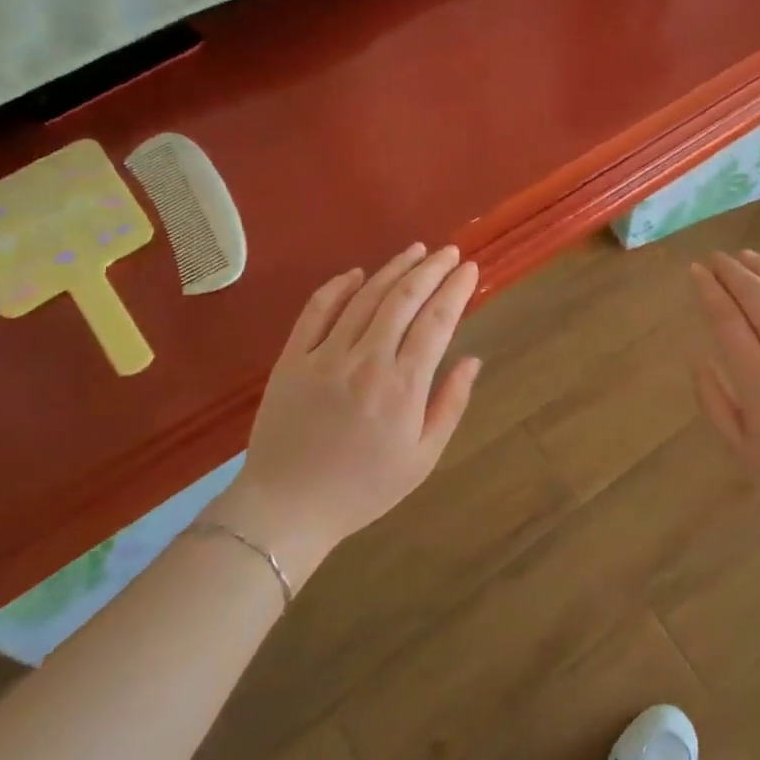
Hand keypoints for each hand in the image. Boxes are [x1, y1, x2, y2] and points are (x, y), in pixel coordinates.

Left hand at [206, 243, 481, 586]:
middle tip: (449, 252)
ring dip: (393, 268)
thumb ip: (450, 404)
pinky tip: (356, 273)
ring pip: (365, 297)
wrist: (287, 509)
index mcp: (403, 386)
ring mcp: (325, 356)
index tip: (470, 269)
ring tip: (415, 250)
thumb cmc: (363, 488)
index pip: (437, 321)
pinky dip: (338, 287)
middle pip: (404, 298)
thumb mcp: (423, 458)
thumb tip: (472, 359)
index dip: (456, 289)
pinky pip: (316, 311)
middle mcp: (367, 360)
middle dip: (431, 269)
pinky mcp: (292, 358)